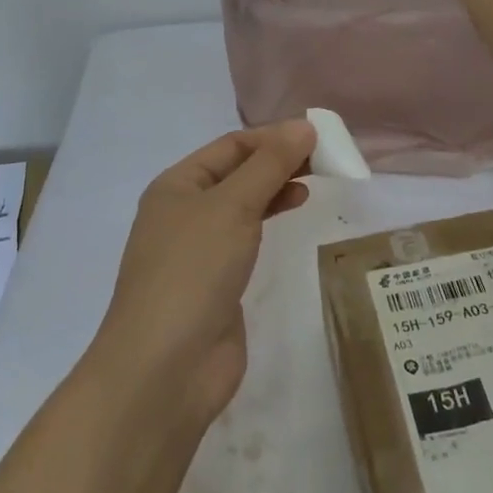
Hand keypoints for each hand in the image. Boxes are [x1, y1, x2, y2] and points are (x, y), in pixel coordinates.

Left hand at [88, 120, 315, 429]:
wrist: (166, 366)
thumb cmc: (193, 271)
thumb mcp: (232, 206)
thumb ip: (269, 165)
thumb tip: (303, 126)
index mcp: (177, 186)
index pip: (230, 146)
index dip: (273, 136)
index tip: (319, 135)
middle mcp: (184, 212)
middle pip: (237, 173)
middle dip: (278, 161)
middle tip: (326, 159)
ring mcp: (198, 250)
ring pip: (243, 204)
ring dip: (276, 188)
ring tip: (316, 181)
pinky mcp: (215, 282)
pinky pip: (246, 237)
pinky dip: (270, 219)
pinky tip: (292, 213)